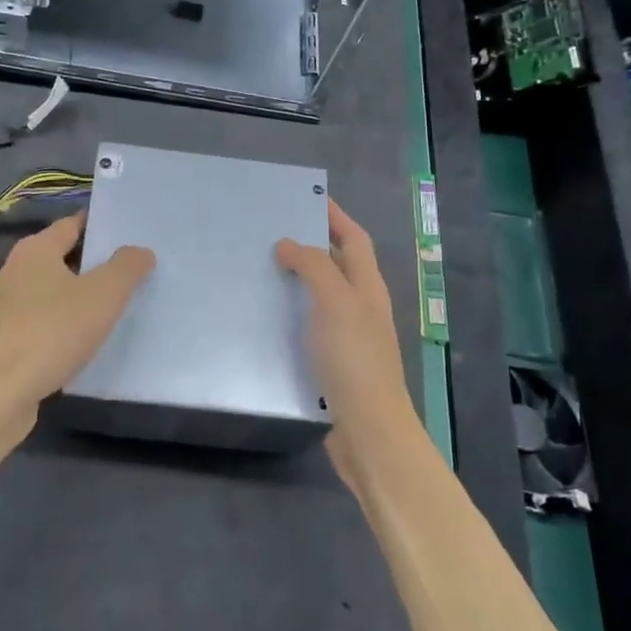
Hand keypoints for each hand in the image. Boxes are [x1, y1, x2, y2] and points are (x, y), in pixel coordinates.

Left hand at [0, 211, 153, 437]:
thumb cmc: (51, 333)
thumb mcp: (103, 295)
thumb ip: (126, 267)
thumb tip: (140, 251)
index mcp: (35, 250)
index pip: (72, 224)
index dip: (100, 226)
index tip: (130, 234)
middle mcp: (14, 271)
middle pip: (61, 257)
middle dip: (93, 263)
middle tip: (131, 271)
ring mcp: (4, 307)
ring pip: (50, 292)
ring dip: (78, 296)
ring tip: (114, 307)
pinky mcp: (3, 340)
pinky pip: (41, 321)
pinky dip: (62, 324)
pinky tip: (83, 341)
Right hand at [276, 200, 417, 489]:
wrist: (369, 432)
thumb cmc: (354, 359)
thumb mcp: (335, 302)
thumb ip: (314, 267)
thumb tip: (288, 244)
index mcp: (368, 287)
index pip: (355, 239)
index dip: (336, 217)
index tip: (308, 198)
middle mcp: (362, 307)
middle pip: (339, 265)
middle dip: (312, 245)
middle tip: (272, 232)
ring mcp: (350, 337)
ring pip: (323, 295)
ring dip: (299, 279)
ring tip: (262, 268)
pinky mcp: (334, 363)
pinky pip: (311, 324)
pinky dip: (292, 312)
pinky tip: (267, 317)